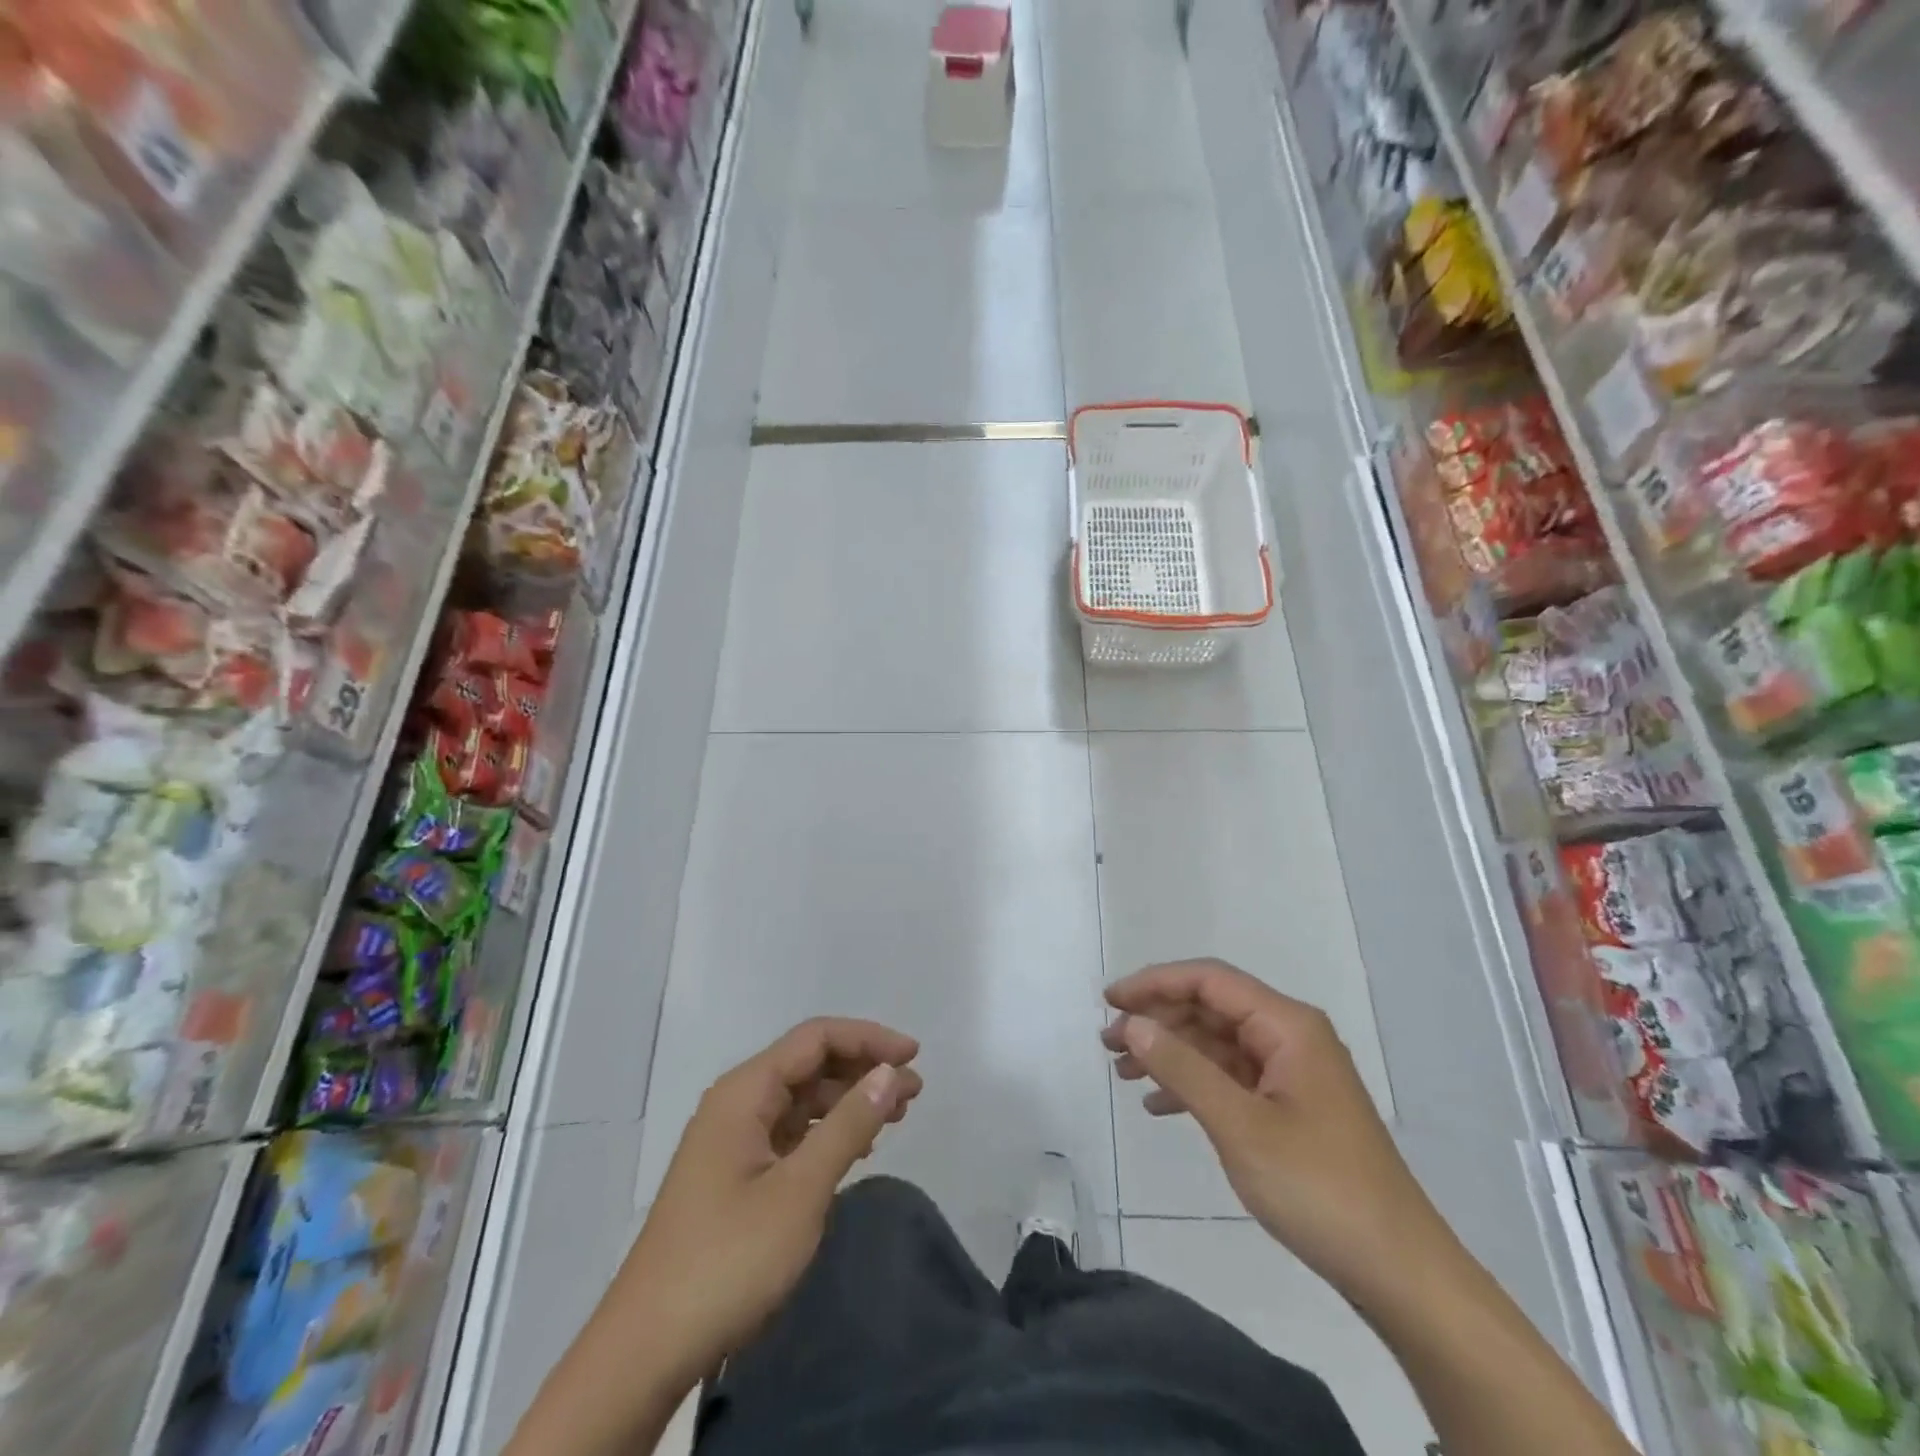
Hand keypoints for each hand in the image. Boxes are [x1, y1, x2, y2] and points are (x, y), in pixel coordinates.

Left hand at [617, 1017, 921, 1384]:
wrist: (646, 1350)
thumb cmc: (728, 1259)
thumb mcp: (800, 1190)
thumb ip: (849, 1124)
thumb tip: (891, 1072)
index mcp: (745, 1091)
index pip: (816, 1038)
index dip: (868, 1039)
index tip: (914, 1055)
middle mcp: (737, 1103)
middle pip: (809, 1064)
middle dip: (863, 1068)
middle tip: (913, 1091)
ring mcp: (733, 1140)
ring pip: (802, 1099)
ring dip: (849, 1100)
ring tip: (895, 1115)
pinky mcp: (734, 1175)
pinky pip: (790, 1133)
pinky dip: (827, 1132)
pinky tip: (855, 1148)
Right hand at [1104, 959, 1455, 1303]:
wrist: (1399, 1273)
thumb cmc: (1318, 1188)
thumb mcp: (1239, 1126)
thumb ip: (1182, 1068)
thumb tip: (1132, 1023)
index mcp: (1287, 1026)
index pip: (1209, 981)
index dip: (1155, 983)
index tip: (1109, 1001)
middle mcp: (1291, 1037)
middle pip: (1211, 1008)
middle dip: (1158, 1020)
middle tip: (1108, 1044)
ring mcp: (1293, 1073)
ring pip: (1217, 1044)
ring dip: (1170, 1053)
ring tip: (1122, 1072)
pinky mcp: (1291, 1108)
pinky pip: (1232, 1078)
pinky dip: (1194, 1085)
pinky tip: (1159, 1105)